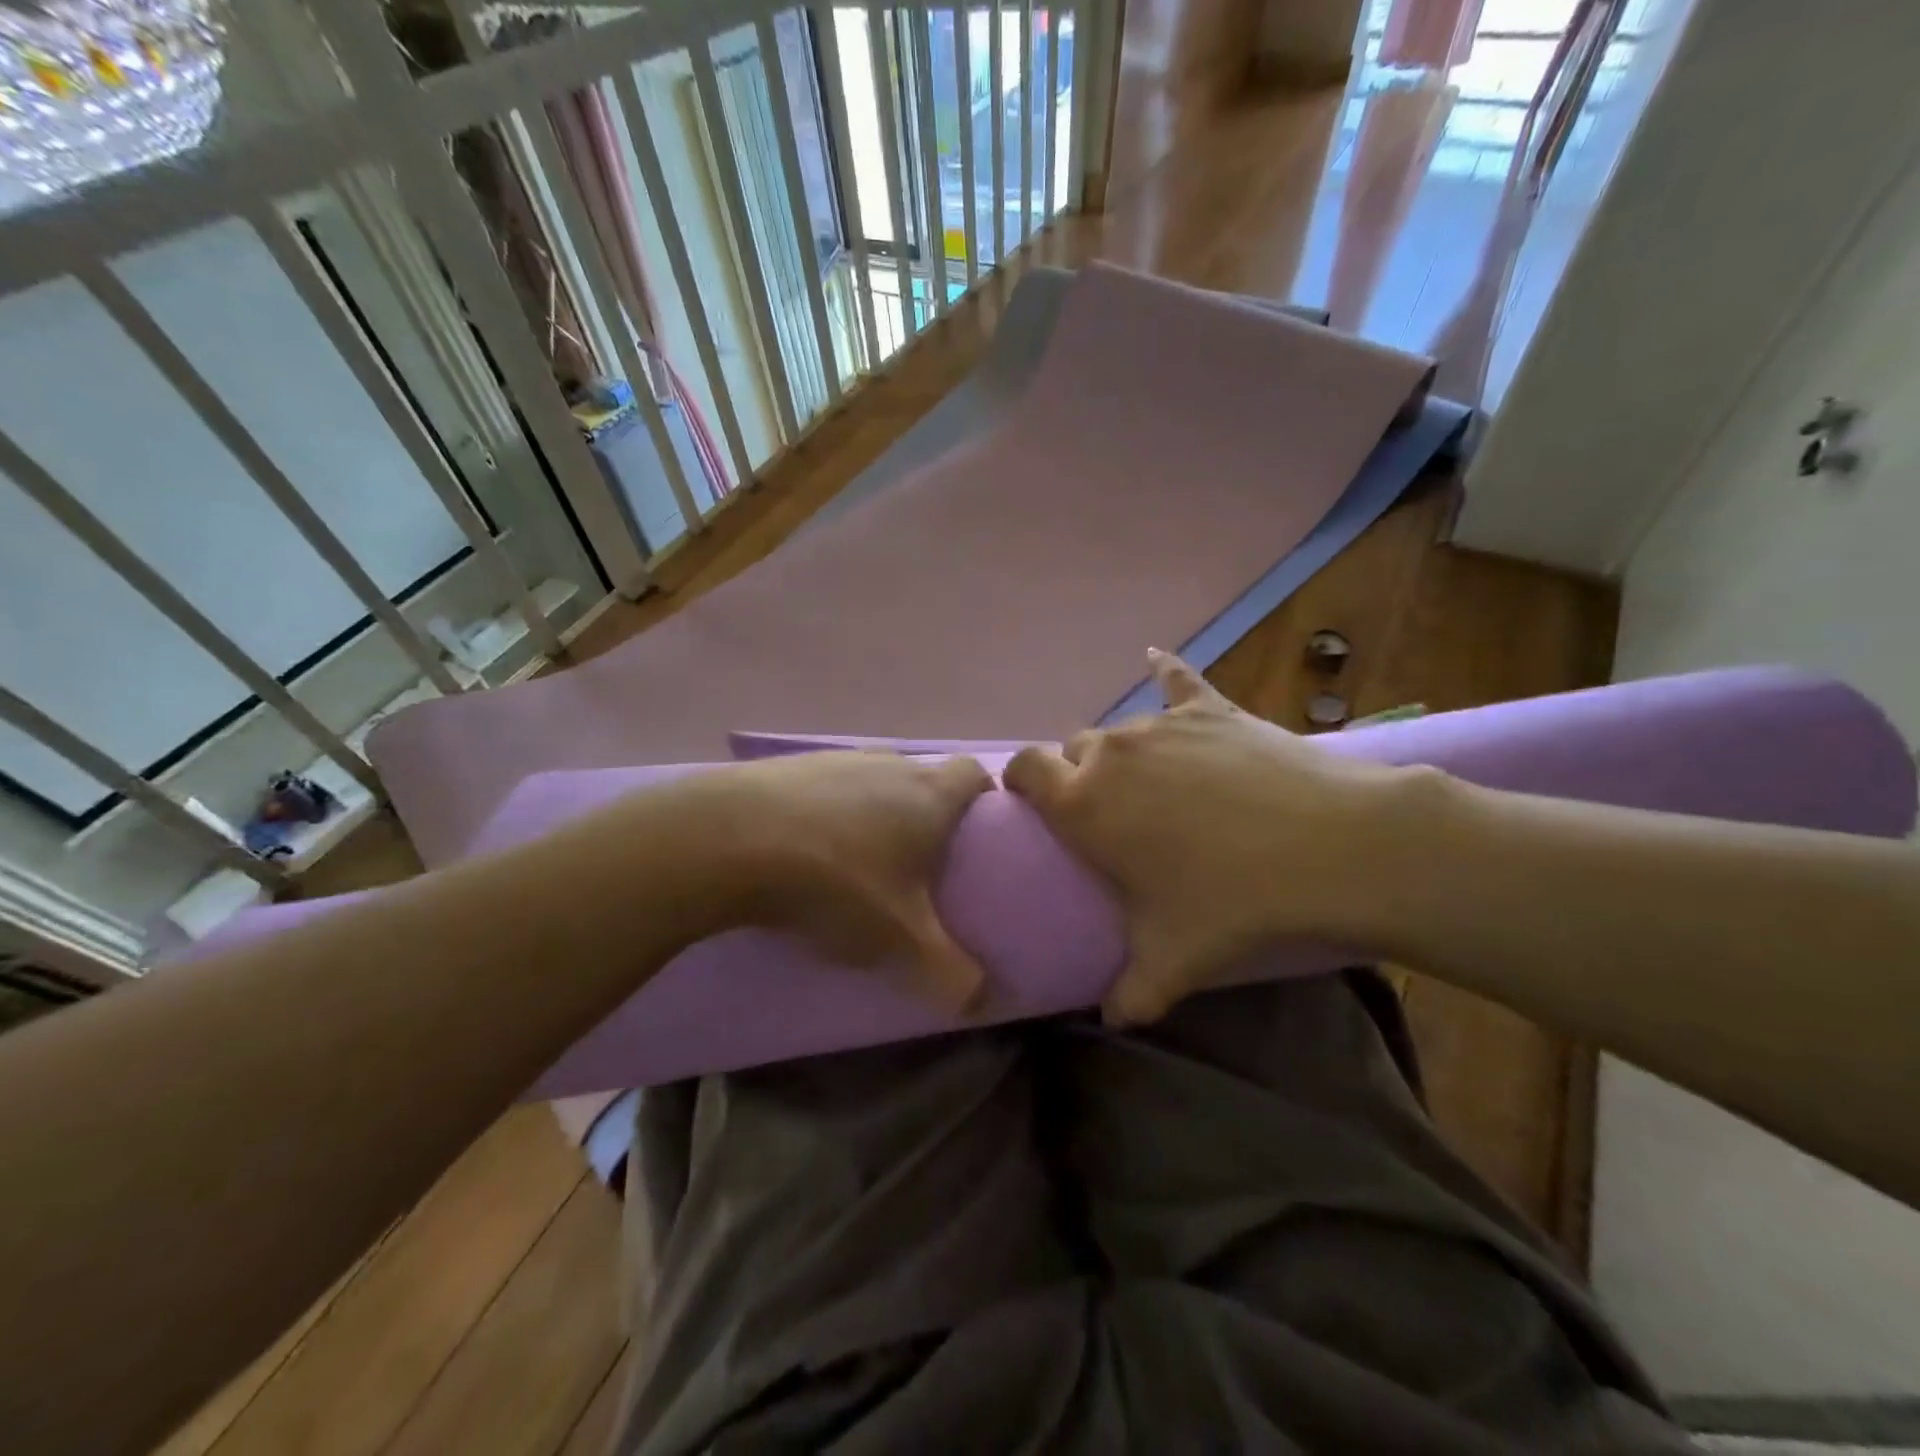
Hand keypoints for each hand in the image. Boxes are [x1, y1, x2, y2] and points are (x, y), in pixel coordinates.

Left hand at [667, 751, 995, 1012]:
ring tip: (856, 863)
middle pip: (921, 778)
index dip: (983, 799)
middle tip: (918, 866)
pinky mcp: (783, 767)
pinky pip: (821, 789)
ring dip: (871, 814)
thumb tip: (983, 1001)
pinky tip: (802, 852)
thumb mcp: (900, 941)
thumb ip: (951, 975)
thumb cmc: (836, 883)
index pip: (975, 774)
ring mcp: (832, 759)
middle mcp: (886, 764)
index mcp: (928, 794)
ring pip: (869, 782)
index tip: (977, 836)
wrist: (726, 842)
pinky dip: (823, 814)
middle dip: (925, 816)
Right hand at [1004, 651, 1419, 1024]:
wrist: (1329, 847)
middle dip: (1080, 774)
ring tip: (1156, 782)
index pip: (1024, 770)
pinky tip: (1154, 658)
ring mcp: (1161, 724)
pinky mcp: (1210, 707)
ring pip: (1121, 729)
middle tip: (1111, 813)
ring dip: (1124, 752)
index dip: (1022, 782)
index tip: (1034, 804)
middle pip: (1074, 749)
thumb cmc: (1231, 901)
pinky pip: (1175, 677)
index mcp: (1083, 803)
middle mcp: (1111, 752)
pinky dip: (1164, 672)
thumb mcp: (1172, 959)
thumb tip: (1113, 1020)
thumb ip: (1129, 994)